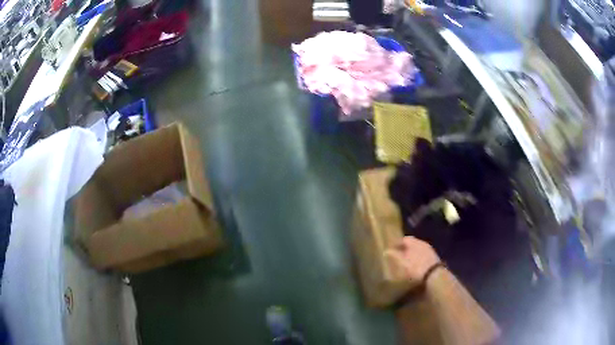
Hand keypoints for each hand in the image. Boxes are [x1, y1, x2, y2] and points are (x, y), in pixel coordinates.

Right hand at [385, 236, 439, 284]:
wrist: (434, 275)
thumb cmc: (415, 267)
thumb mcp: (402, 262)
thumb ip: (394, 255)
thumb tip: (386, 250)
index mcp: (414, 242)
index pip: (404, 239)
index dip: (397, 244)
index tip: (391, 249)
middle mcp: (423, 243)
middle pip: (412, 244)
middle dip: (405, 249)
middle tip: (398, 256)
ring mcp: (430, 251)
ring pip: (418, 250)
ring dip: (412, 254)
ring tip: (406, 262)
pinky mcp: (434, 258)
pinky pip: (423, 256)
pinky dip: (418, 259)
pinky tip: (415, 266)